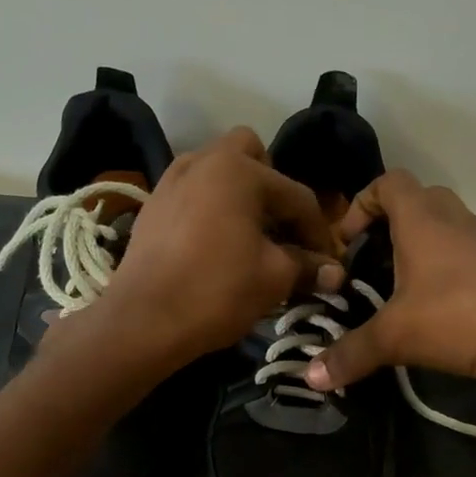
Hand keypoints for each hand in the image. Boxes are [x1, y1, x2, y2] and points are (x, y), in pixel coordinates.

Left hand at [74, 128, 343, 368]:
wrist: (142, 321)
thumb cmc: (216, 291)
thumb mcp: (273, 278)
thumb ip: (307, 266)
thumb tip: (333, 272)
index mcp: (238, 170)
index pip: (296, 195)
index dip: (318, 231)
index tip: (328, 261)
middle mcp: (203, 161)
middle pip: (252, 155)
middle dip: (273, 186)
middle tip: (281, 229)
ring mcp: (171, 180)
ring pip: (217, 170)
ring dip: (240, 194)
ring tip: (250, 236)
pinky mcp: (153, 205)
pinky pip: (193, 191)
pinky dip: (211, 207)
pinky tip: (216, 244)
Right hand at [304, 171, 475, 392]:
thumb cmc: (464, 315)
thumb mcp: (398, 336)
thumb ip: (351, 354)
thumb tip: (310, 378)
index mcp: (422, 219)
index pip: (387, 183)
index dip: (360, 204)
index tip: (346, 243)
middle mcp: (455, 220)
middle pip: (417, 202)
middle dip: (388, 229)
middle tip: (369, 267)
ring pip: (444, 231)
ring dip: (419, 252)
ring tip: (399, 295)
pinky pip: (465, 256)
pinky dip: (446, 273)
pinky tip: (438, 313)